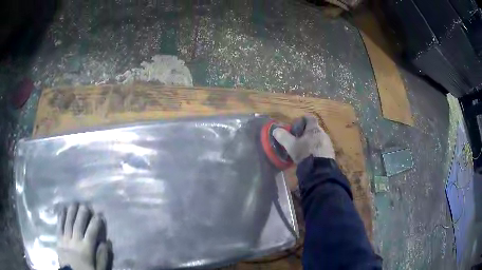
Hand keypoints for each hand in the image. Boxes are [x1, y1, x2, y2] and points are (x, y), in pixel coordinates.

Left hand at [57, 203, 109, 269]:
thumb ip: (102, 257)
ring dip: (71, 211)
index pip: (91, 233)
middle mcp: (75, 241)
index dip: (96, 223)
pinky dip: (61, 217)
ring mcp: (65, 239)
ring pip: (68, 222)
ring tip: (75, 203)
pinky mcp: (59, 240)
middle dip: (82, 213)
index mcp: (86, 249)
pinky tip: (63, 209)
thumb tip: (106, 242)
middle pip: (78, 224)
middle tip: (86, 204)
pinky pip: (59, 226)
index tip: (99, 215)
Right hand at [273, 114, 334, 162]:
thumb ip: (283, 137)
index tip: (296, 125)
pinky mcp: (330, 153)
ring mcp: (328, 143)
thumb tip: (275, 130)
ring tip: (304, 149)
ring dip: (312, 141)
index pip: (309, 118)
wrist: (320, 170)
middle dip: (306, 132)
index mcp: (314, 129)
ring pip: (318, 138)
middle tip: (298, 138)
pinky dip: (316, 149)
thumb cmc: (305, 153)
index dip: (302, 120)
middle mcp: (323, 133)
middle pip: (314, 129)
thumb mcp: (291, 145)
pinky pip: (322, 147)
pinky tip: (311, 156)